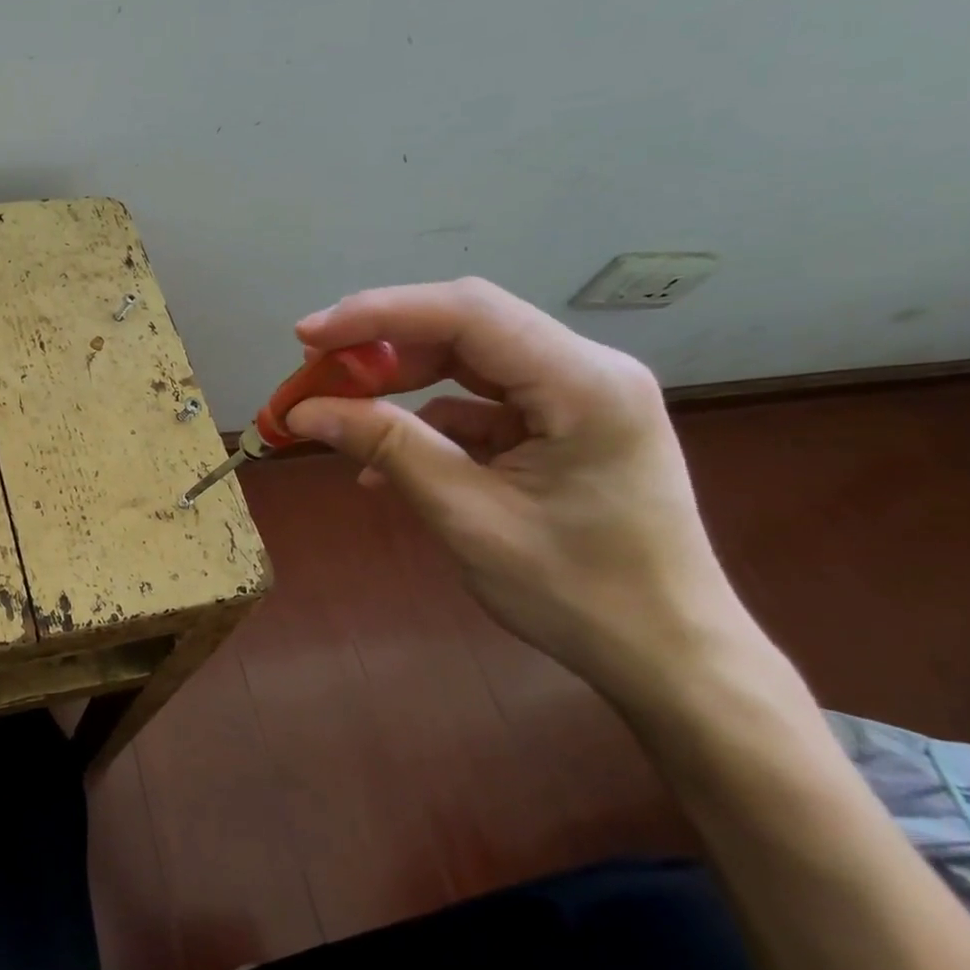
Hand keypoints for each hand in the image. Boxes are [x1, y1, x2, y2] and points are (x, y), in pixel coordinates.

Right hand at [285, 278, 758, 712]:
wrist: (665, 656)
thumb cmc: (577, 592)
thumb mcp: (467, 516)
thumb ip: (387, 448)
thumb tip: (304, 413)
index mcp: (582, 382)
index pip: (466, 313)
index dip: (378, 314)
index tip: (307, 337)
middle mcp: (584, 370)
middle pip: (464, 328)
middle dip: (379, 348)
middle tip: (311, 374)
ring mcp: (573, 397)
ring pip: (465, 363)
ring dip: (395, 384)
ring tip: (334, 410)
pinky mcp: (557, 427)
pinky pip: (476, 406)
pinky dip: (422, 425)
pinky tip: (380, 463)